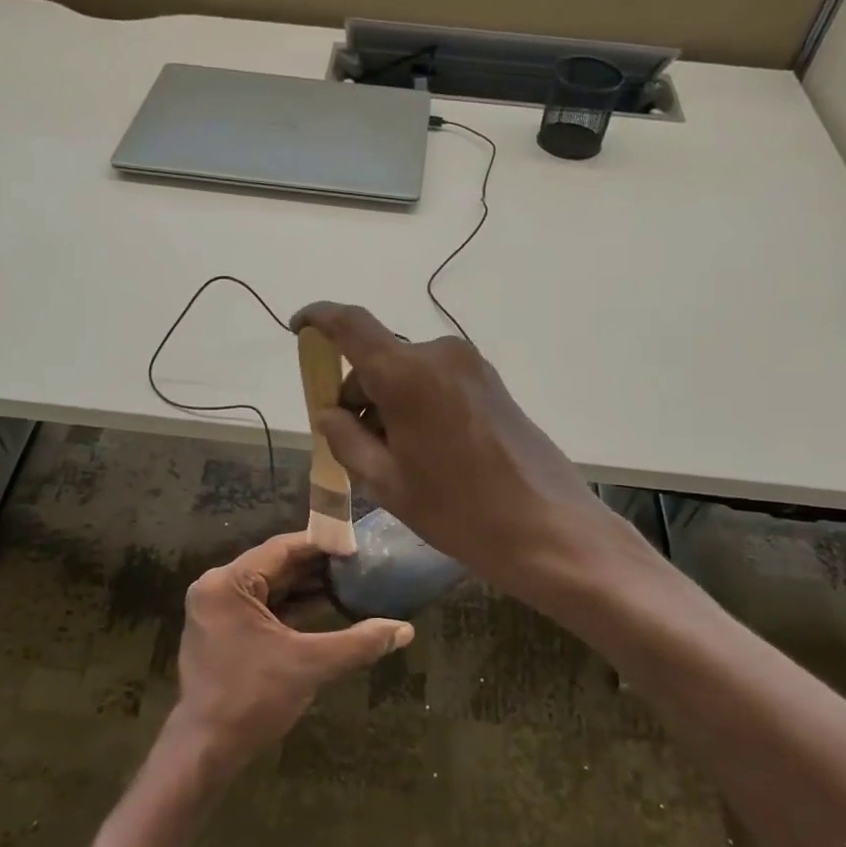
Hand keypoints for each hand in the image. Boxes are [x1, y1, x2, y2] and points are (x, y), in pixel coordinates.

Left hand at [172, 532, 412, 765]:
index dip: (322, 545)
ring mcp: (217, 611)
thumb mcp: (310, 665)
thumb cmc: (253, 698)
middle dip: (317, 566)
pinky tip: (326, 607)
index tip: (357, 543)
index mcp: (228, 583)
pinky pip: (263, 608)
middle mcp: (217, 588)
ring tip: (350, 581)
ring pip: (270, 588)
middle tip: (359, 562)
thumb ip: (359, 642)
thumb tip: (405, 629)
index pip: (282, 549)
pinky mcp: (223, 631)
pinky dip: (292, 607)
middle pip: (275, 566)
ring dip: (307, 587)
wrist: (206, 750)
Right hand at [290, 302, 625, 601]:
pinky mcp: (492, 384)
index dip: (318, 318)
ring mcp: (471, 367)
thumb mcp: (386, 482)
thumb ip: (346, 439)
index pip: (350, 324)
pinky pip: (436, 382)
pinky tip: (425, 451)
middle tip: (352, 445)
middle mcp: (440, 355)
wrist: (548, 528)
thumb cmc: (457, 510)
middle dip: (356, 393)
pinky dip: (415, 404)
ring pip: (408, 372)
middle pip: (379, 358)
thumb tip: (328, 413)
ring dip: (387, 402)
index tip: (297, 328)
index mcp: (407, 374)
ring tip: (394, 460)